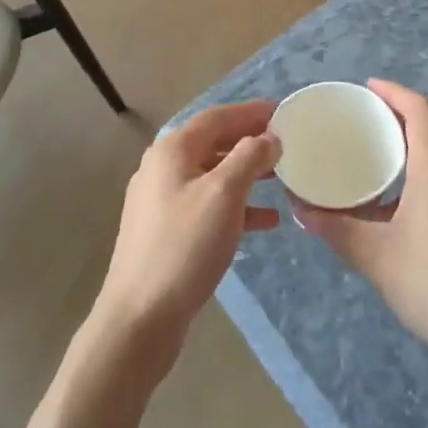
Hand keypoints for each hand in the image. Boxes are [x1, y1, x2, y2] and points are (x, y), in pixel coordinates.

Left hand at [89, 101, 281, 380]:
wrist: (140, 316)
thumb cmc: (185, 246)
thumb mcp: (223, 195)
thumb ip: (249, 158)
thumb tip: (269, 137)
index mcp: (173, 150)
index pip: (217, 117)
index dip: (250, 112)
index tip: (283, 112)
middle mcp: (163, 167)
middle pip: (214, 143)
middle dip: (250, 142)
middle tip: (287, 144)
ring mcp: (162, 200)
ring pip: (213, 175)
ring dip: (246, 175)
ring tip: (282, 180)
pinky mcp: (167, 231)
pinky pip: (208, 205)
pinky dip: (236, 207)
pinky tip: (265, 222)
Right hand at [293, 80, 427, 379]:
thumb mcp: (377, 258)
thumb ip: (338, 231)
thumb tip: (302, 211)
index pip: (421, 112)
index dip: (396, 92)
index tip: (369, 87)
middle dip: (409, 109)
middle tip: (375, 113)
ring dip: (425, 134)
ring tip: (391, 145)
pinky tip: (414, 192)